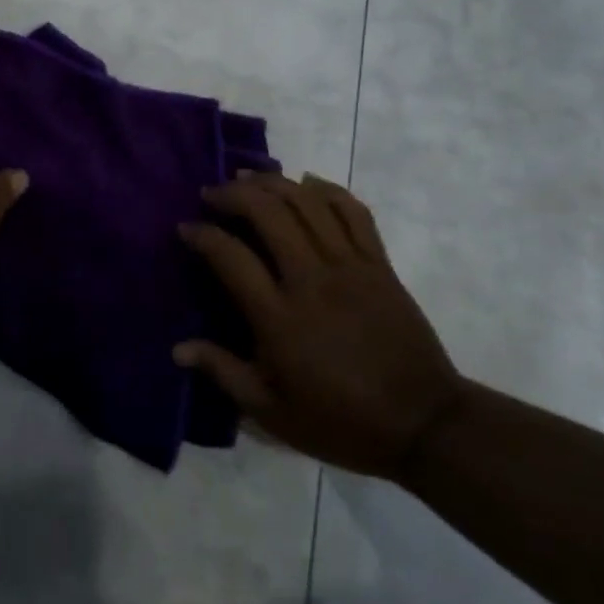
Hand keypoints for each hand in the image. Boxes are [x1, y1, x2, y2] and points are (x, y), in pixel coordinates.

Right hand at [175, 172, 466, 479]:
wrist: (425, 425)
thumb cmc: (341, 421)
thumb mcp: (272, 412)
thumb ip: (223, 372)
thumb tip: (178, 348)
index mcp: (279, 318)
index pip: (230, 256)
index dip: (202, 235)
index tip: (186, 228)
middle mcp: (311, 280)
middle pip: (268, 213)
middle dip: (233, 194)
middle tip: (212, 195)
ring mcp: (350, 267)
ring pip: (307, 202)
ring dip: (272, 182)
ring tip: (248, 179)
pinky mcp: (380, 265)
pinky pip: (353, 212)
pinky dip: (327, 189)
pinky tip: (306, 183)